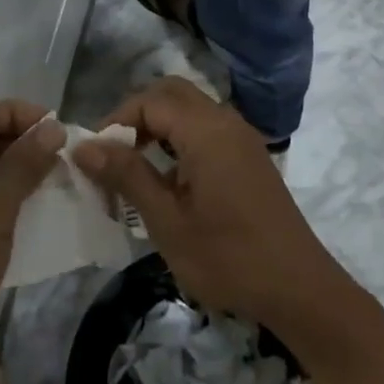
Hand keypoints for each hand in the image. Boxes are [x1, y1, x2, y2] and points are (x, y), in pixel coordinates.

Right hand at [72, 78, 353, 336]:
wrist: (299, 289)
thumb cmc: (228, 257)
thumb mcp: (167, 221)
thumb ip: (126, 176)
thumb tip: (83, 146)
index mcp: (206, 130)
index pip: (149, 100)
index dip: (116, 121)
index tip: (95, 157)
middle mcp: (225, 121)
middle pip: (171, 93)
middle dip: (136, 116)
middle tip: (113, 155)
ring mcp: (241, 137)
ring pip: (189, 109)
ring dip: (158, 127)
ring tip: (134, 169)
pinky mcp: (249, 156)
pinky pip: (206, 128)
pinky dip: (179, 139)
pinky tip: (169, 180)